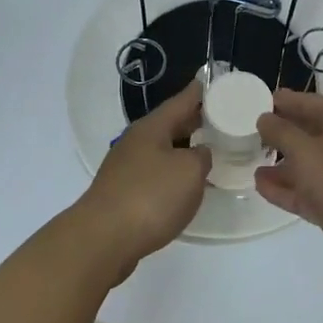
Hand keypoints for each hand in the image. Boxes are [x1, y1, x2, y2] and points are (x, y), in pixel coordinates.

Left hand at [78, 79, 210, 279]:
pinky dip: (173, 174)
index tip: (214, 83)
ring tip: (209, 152)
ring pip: (162, 150)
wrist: (102, 239)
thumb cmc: (150, 197)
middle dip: (193, 121)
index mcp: (152, 128)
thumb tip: (198, 154)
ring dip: (183, 149)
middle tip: (220, 118)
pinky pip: (155, 174)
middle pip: (170, 125)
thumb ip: (201, 157)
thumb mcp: (189, 172)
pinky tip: (185, 186)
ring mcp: (126, 168)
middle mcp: (136, 142)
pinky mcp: (123, 194)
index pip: (181, 101)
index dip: (199, 92)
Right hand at [255, 91, 322, 282]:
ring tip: (249, 161)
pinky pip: (307, 191)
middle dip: (279, 133)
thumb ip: (281, 132)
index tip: (254, 101)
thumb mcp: (306, 151)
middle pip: (307, 132)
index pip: (308, 102)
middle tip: (246, 132)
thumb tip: (264, 118)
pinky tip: (260, 186)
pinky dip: (286, 188)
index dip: (282, 101)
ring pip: (306, 164)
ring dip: (280, 163)